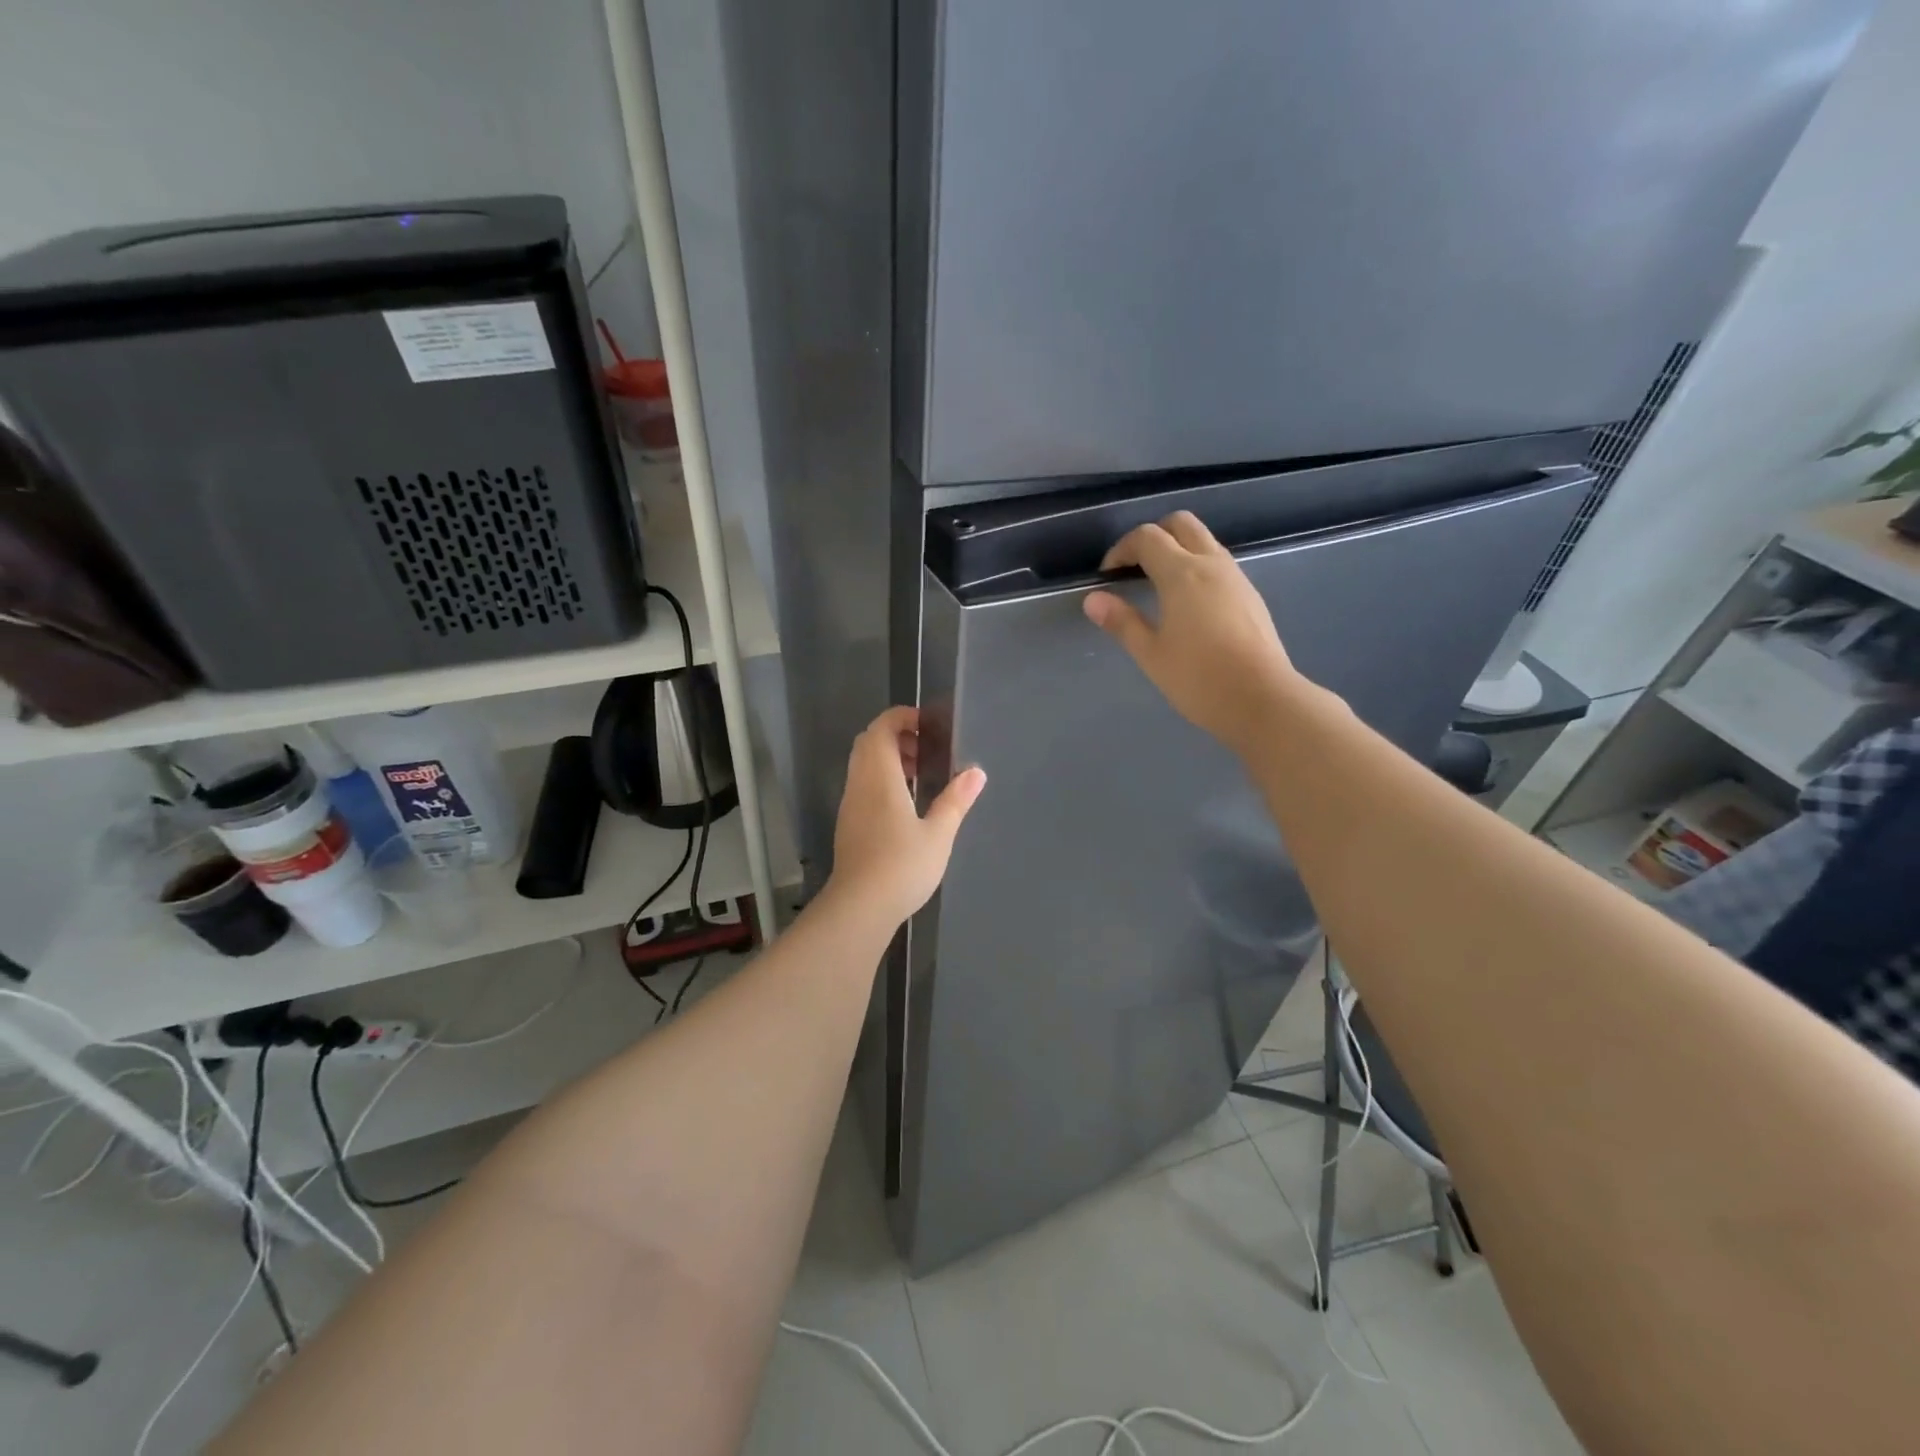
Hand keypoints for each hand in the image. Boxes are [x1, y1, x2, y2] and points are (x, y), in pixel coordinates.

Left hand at [827, 706, 986, 925]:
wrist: (859, 907)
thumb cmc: (902, 866)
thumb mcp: (939, 833)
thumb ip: (956, 800)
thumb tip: (976, 772)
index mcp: (879, 777)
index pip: (881, 728)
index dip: (901, 717)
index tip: (928, 725)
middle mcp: (860, 784)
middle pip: (868, 742)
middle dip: (895, 736)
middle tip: (925, 750)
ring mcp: (850, 804)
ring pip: (862, 765)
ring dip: (887, 759)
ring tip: (919, 776)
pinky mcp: (848, 824)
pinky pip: (861, 785)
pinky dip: (881, 779)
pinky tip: (904, 805)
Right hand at [1083, 511, 1305, 755]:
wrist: (1262, 700)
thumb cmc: (1199, 678)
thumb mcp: (1151, 654)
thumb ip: (1122, 622)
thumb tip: (1093, 599)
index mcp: (1182, 574)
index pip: (1147, 537)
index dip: (1122, 549)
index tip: (1108, 576)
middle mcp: (1212, 564)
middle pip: (1181, 524)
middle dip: (1154, 535)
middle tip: (1135, 568)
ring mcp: (1236, 578)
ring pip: (1204, 541)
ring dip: (1178, 550)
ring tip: (1158, 587)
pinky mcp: (1250, 596)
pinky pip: (1219, 564)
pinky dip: (1197, 567)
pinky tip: (1188, 605)